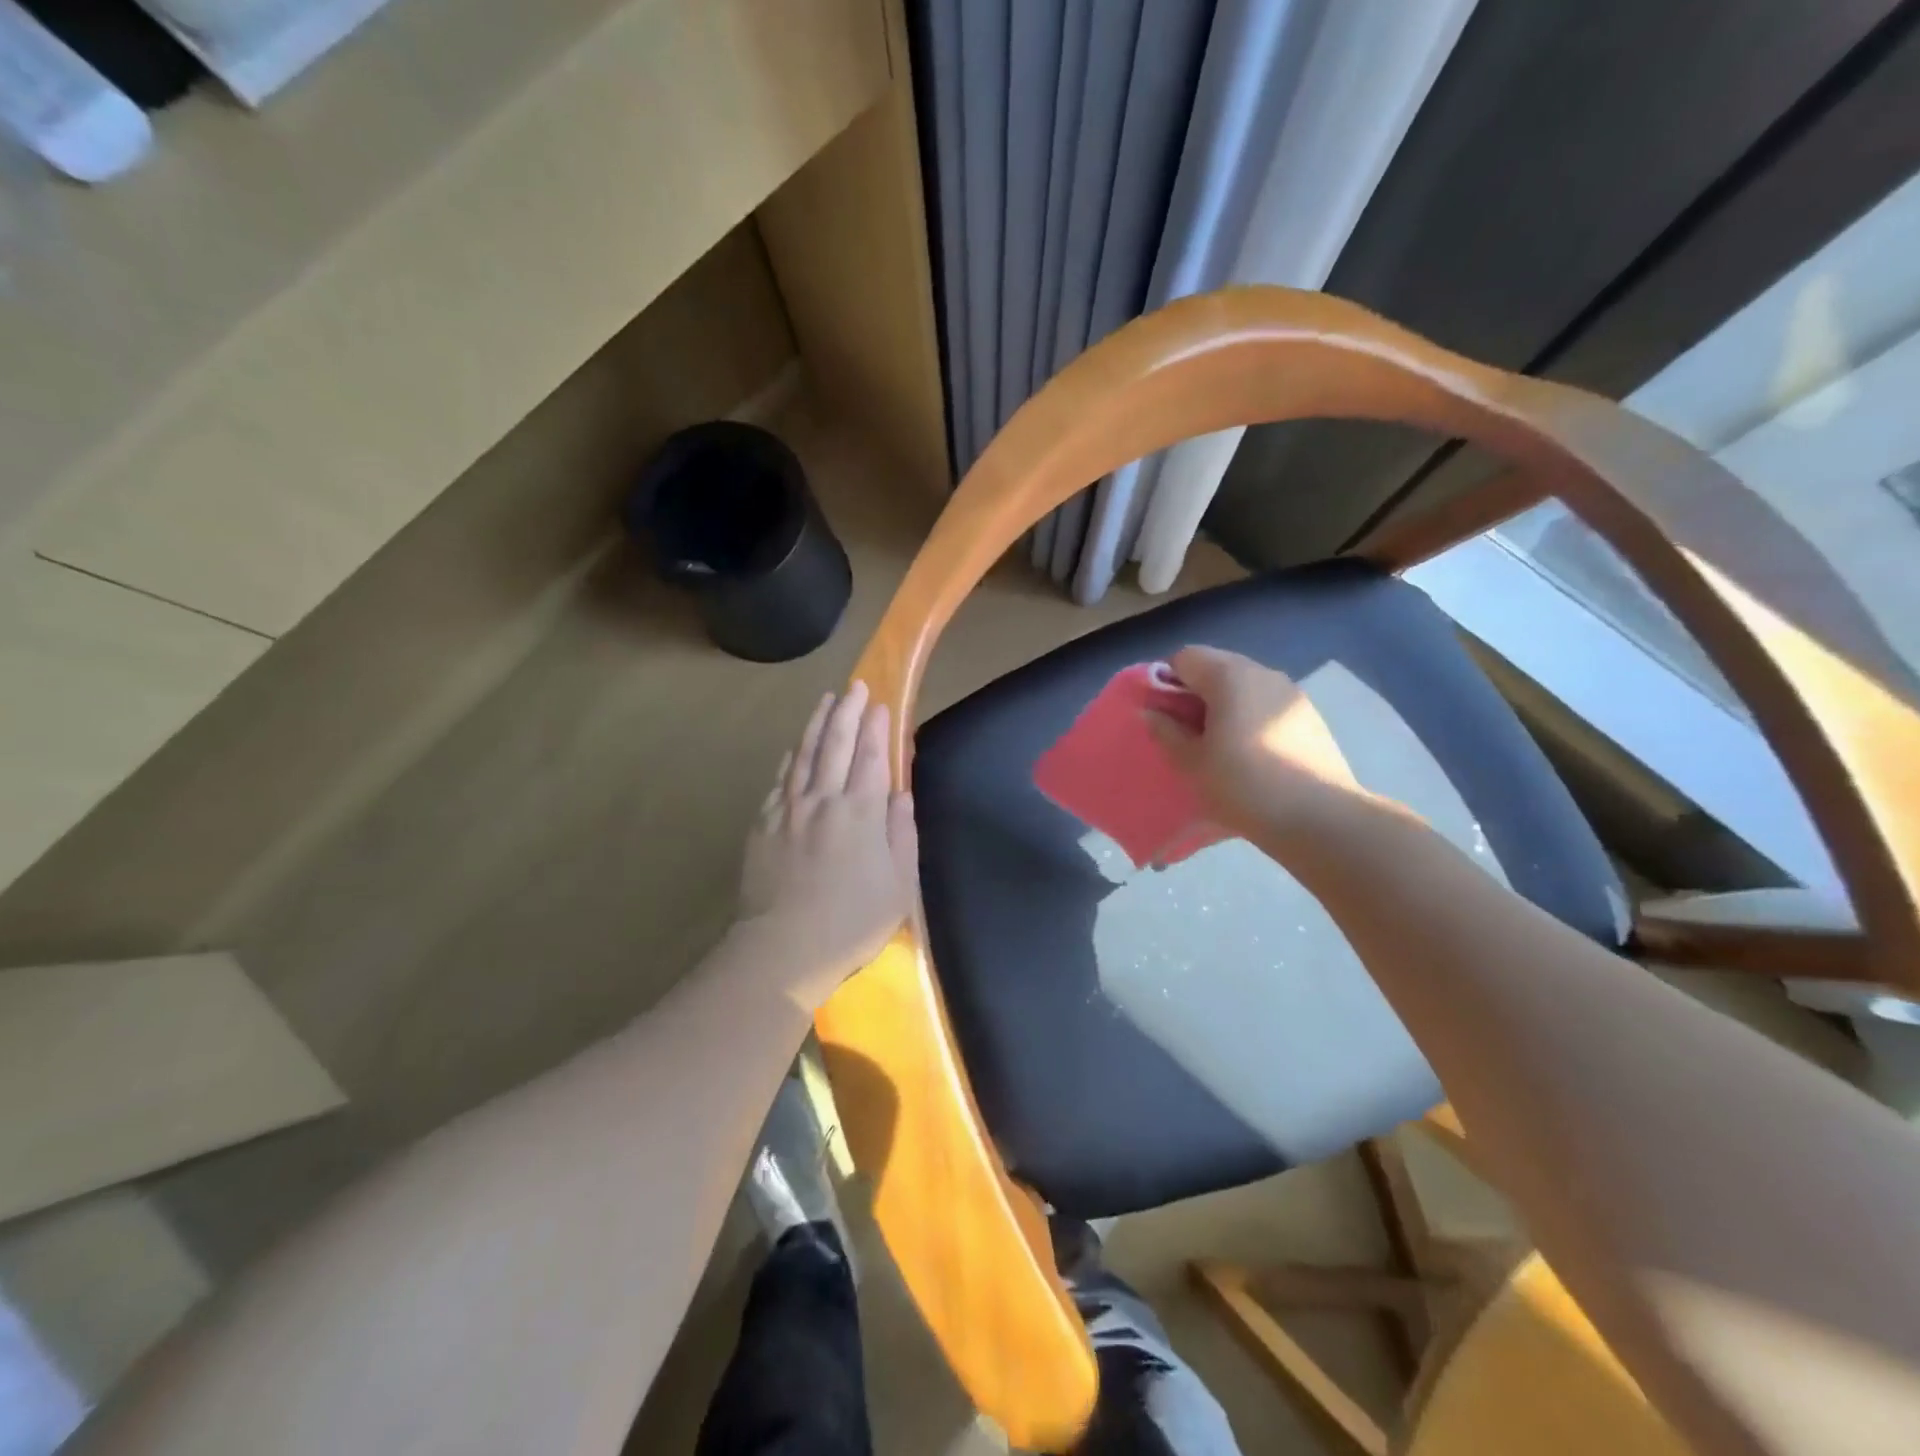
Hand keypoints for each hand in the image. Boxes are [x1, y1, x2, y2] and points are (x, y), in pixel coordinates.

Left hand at [737, 681, 918, 1007]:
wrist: (783, 949)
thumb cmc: (851, 923)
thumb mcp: (898, 885)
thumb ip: (902, 834)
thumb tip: (901, 794)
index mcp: (861, 813)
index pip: (872, 757)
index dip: (877, 728)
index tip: (880, 704)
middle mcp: (824, 800)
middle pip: (837, 745)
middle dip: (848, 712)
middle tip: (856, 687)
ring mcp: (789, 810)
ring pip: (804, 754)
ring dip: (817, 724)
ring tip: (826, 701)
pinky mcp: (763, 824)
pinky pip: (780, 779)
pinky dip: (791, 757)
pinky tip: (795, 747)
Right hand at [1146, 646, 1367, 839]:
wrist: (1319, 817)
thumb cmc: (1243, 785)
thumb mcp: (1192, 762)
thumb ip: (1166, 731)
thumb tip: (1151, 712)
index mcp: (1229, 676)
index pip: (1184, 658)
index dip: (1165, 682)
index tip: (1163, 716)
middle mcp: (1262, 672)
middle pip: (1216, 667)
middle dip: (1194, 693)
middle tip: (1187, 733)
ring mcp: (1291, 692)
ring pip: (1244, 686)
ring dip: (1224, 706)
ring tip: (1219, 746)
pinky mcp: (1310, 715)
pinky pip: (1266, 704)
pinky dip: (1250, 718)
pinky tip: (1252, 754)